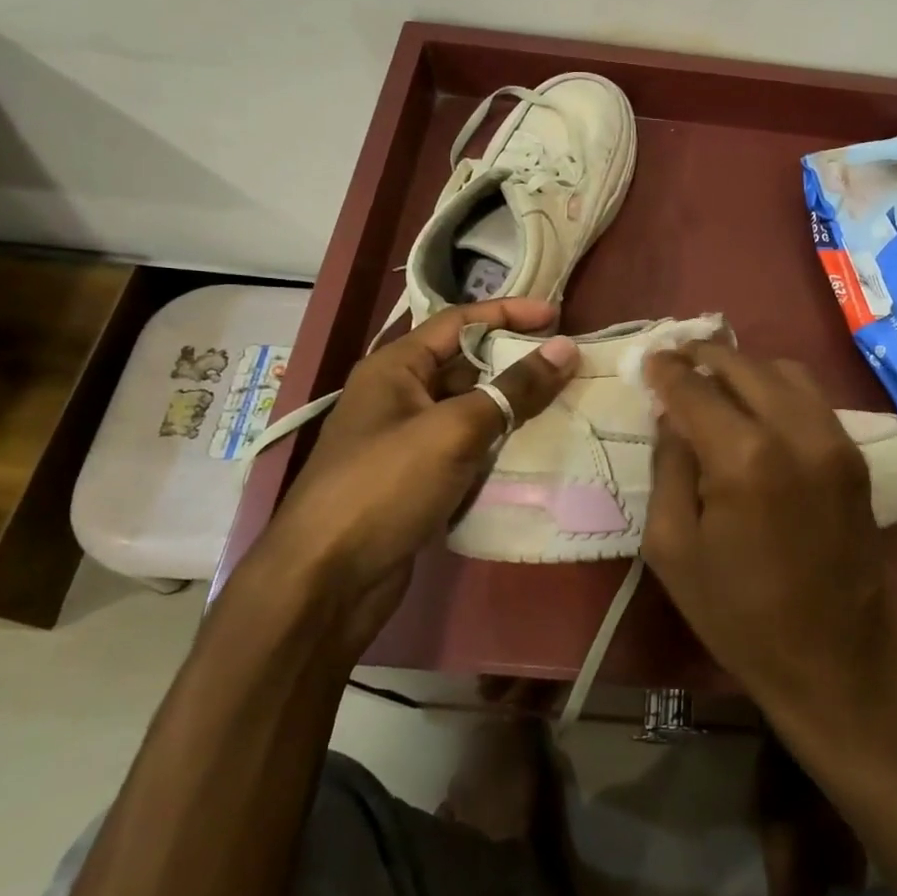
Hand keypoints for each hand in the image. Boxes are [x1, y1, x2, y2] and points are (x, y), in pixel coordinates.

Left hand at [254, 300, 576, 640]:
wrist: (327, 582)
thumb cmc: (385, 487)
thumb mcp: (453, 430)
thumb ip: (512, 389)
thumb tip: (565, 350)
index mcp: (395, 368)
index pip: (459, 322)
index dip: (508, 313)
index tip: (558, 317)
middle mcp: (399, 396)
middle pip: (466, 364)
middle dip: (515, 360)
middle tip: (568, 364)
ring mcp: (407, 441)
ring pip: (470, 408)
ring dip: (512, 404)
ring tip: (565, 401)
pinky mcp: (418, 480)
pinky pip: (467, 447)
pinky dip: (499, 443)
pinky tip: (535, 447)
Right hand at [640, 343, 896, 731]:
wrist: (834, 659)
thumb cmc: (739, 615)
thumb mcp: (672, 548)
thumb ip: (669, 467)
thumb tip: (672, 416)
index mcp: (745, 458)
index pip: (696, 389)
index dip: (667, 370)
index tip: (650, 359)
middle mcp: (797, 432)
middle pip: (744, 366)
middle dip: (704, 357)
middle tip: (676, 359)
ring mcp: (835, 440)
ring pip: (785, 372)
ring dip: (745, 368)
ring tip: (714, 380)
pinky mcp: (855, 456)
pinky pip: (812, 398)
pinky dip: (778, 388)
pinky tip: (756, 406)